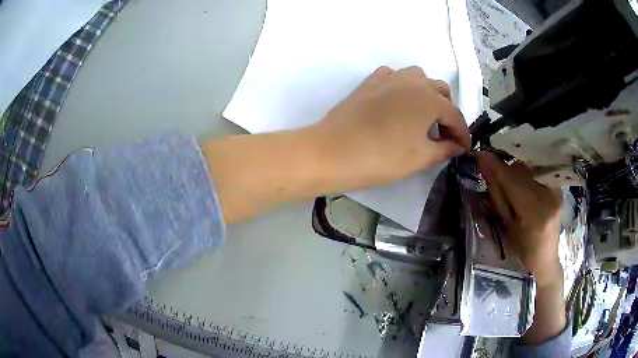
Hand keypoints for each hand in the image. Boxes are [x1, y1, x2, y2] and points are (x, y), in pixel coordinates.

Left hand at [312, 66, 470, 191]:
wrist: (334, 152)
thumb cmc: (382, 157)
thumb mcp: (420, 157)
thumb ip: (444, 149)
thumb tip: (457, 146)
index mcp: (430, 99)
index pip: (455, 115)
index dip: (463, 134)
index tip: (464, 148)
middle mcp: (412, 81)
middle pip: (440, 90)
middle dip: (448, 112)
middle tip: (444, 134)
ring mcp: (389, 78)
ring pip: (418, 78)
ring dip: (427, 94)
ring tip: (423, 117)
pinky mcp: (369, 82)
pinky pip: (393, 76)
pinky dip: (402, 86)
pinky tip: (398, 102)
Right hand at [476, 152, 562, 285]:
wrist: (545, 259)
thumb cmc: (521, 252)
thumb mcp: (506, 228)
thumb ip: (497, 196)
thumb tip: (485, 167)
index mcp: (535, 215)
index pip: (513, 181)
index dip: (496, 167)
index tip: (480, 154)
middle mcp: (549, 198)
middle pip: (522, 170)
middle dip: (505, 170)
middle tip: (493, 176)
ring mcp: (556, 192)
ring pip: (529, 169)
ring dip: (516, 172)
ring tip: (510, 186)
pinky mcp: (559, 188)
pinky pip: (538, 172)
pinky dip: (526, 175)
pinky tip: (522, 185)